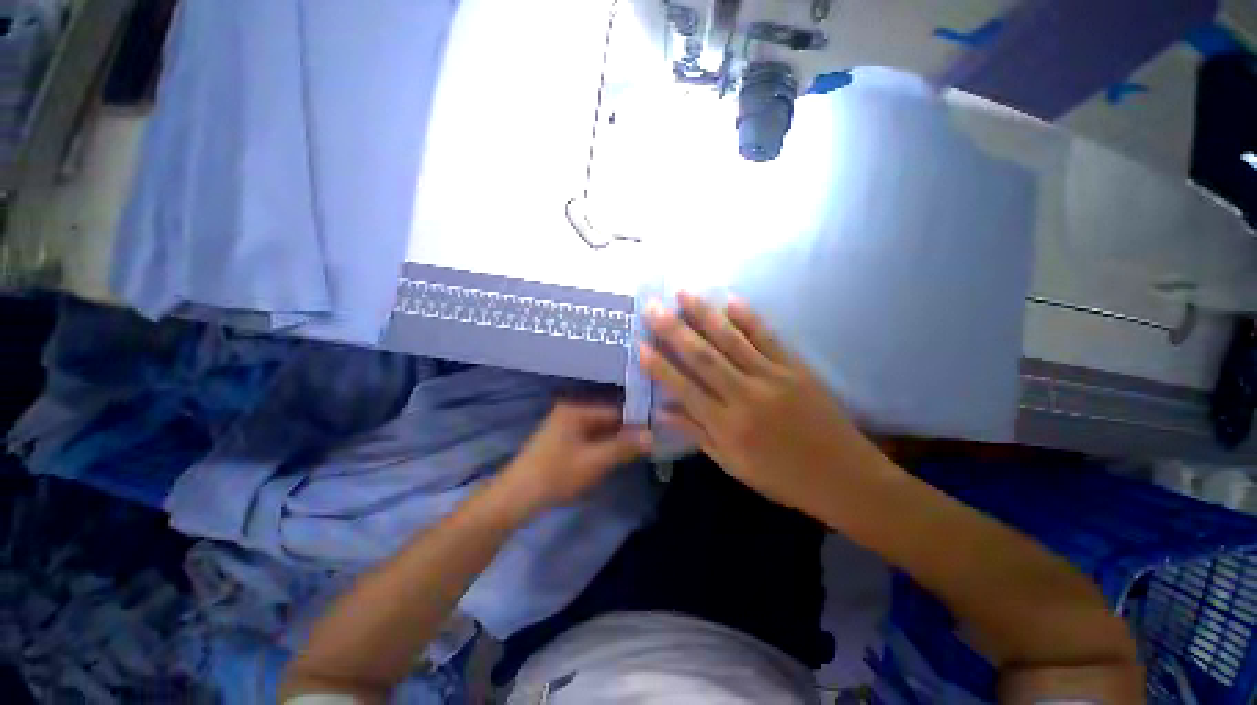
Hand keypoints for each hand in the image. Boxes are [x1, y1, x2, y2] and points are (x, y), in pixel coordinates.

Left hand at [492, 402, 650, 521]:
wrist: (515, 498)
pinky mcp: (562, 440)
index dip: (636, 422)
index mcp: (577, 409)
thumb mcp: (594, 462)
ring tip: (638, 452)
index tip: (656, 433)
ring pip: (600, 430)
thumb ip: (624, 447)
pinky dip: (603, 446)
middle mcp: (571, 411)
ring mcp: (565, 425)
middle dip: (627, 432)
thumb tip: (652, 435)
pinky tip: (616, 457)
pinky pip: (590, 438)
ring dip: (616, 441)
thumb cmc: (556, 475)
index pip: (615, 410)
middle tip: (650, 445)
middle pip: (608, 419)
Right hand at [640, 293, 874, 512]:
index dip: (660, 366)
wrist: (844, 477)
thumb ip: (696, 434)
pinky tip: (731, 299)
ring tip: (684, 293)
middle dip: (674, 329)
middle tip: (652, 307)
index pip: (684, 388)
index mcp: (727, 425)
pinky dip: (749, 317)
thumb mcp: (732, 464)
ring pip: (731, 340)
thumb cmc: (781, 477)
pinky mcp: (795, 368)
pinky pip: (768, 338)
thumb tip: (663, 412)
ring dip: (705, 314)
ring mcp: (772, 377)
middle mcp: (745, 396)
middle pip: (703, 356)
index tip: (640, 344)